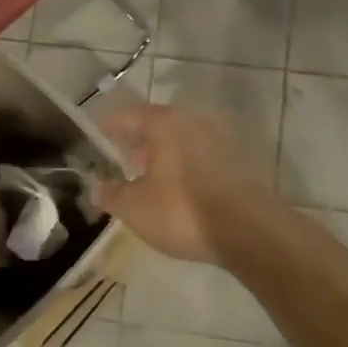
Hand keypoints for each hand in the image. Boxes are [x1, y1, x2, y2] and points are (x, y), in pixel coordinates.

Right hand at [96, 105, 277, 264]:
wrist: (249, 231)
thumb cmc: (182, 211)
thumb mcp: (135, 208)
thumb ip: (111, 194)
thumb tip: (98, 187)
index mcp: (166, 124)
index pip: (132, 115)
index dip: (114, 125)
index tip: (101, 133)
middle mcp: (195, 123)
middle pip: (161, 125)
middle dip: (141, 142)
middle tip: (126, 160)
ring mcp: (222, 141)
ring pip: (184, 142)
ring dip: (165, 156)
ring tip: (151, 180)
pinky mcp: (240, 163)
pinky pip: (202, 158)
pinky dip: (186, 167)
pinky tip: (180, 191)